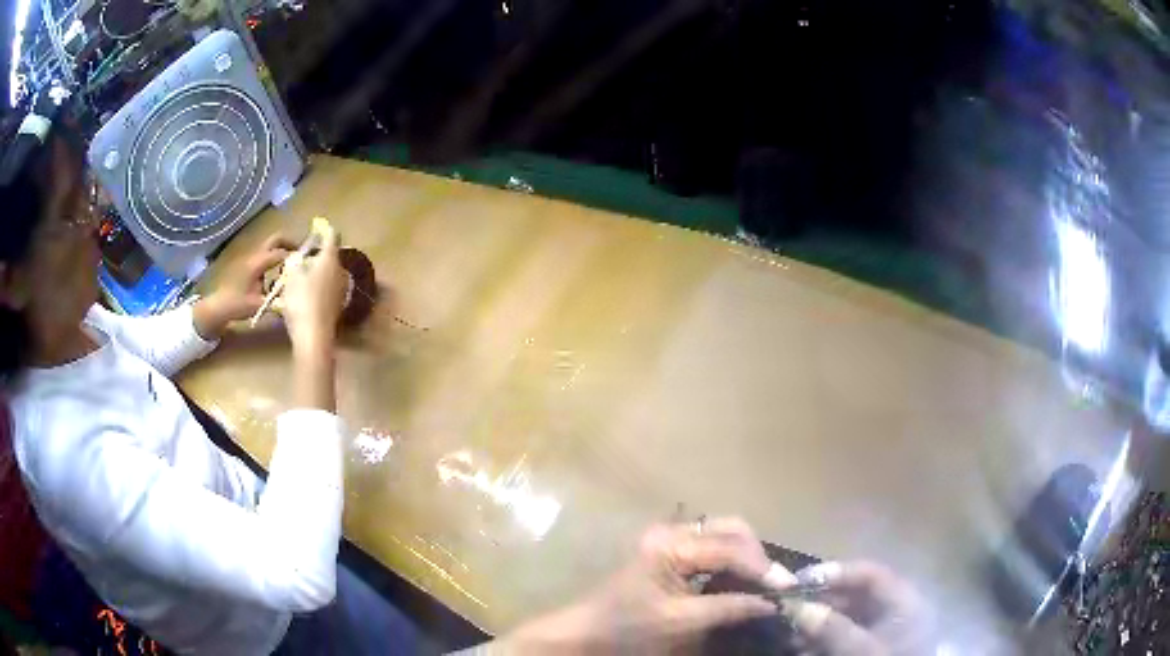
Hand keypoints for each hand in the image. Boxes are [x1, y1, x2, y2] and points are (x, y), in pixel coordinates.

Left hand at [194, 234, 295, 338]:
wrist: (219, 306)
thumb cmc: (237, 305)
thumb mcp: (259, 305)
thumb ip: (277, 302)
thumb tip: (295, 302)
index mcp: (258, 263)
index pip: (281, 253)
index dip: (295, 256)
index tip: (309, 262)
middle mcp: (256, 256)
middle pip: (276, 239)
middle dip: (291, 243)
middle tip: (303, 254)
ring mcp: (252, 259)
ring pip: (272, 246)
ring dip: (284, 250)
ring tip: (294, 265)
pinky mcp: (251, 265)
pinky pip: (267, 255)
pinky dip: (277, 259)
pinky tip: (280, 274)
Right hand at [280, 223, 345, 354]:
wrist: (314, 336)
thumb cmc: (301, 300)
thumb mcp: (291, 275)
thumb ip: (294, 262)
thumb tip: (297, 259)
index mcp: (330, 259)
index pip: (332, 236)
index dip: (324, 229)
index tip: (317, 226)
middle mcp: (340, 271)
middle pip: (329, 256)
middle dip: (316, 255)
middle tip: (299, 258)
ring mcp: (341, 290)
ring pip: (327, 274)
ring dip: (315, 272)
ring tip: (298, 277)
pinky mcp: (337, 306)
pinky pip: (326, 289)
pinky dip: (316, 288)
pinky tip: (304, 296)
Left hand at [500, 517, 780, 653]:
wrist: (588, 634)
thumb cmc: (629, 628)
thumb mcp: (681, 622)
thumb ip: (728, 608)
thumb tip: (771, 602)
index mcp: (670, 545)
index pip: (730, 548)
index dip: (762, 568)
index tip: (788, 588)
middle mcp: (672, 532)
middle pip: (730, 529)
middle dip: (757, 554)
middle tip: (774, 583)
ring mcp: (669, 539)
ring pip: (723, 534)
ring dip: (747, 555)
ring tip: (762, 583)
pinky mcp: (670, 552)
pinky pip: (711, 546)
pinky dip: (732, 559)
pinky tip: (740, 580)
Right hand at [780, 561, 932, 655]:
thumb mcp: (863, 651)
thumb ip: (834, 629)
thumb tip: (796, 607)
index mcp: (905, 601)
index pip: (870, 574)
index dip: (836, 572)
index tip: (799, 581)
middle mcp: (896, 610)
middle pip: (855, 595)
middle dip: (820, 601)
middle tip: (787, 609)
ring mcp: (884, 631)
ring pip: (846, 616)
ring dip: (816, 622)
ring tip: (788, 631)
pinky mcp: (871, 648)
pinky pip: (843, 636)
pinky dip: (821, 639)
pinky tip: (800, 647)